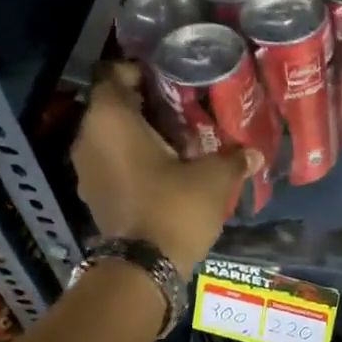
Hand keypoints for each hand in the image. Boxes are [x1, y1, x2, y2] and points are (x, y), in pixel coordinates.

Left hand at [73, 65, 253, 270]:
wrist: (142, 269)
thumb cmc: (174, 207)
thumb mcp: (214, 178)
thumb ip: (233, 158)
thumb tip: (255, 153)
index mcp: (110, 120)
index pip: (114, 75)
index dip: (140, 72)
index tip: (170, 78)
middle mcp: (89, 138)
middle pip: (113, 106)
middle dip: (143, 103)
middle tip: (181, 105)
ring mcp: (86, 169)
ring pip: (110, 136)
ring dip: (137, 133)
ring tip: (175, 136)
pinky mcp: (92, 194)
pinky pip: (110, 161)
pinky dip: (131, 158)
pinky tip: (162, 166)